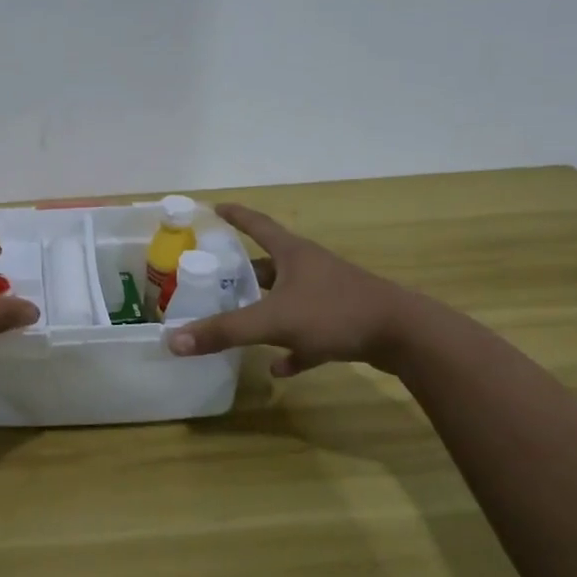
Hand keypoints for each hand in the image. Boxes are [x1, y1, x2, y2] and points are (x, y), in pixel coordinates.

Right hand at [165, 203, 423, 375]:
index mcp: (292, 253)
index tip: (214, 208)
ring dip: (264, 310)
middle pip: (268, 265)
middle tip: (213, 280)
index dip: (234, 215)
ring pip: (287, 298)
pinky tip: (279, 367)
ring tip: (237, 322)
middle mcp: (309, 267)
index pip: (256, 224)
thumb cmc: (334, 312)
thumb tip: (172, 340)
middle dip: (241, 273)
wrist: (404, 335)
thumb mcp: (273, 321)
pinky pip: (309, 332)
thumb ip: (224, 331)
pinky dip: (292, 347)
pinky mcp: (344, 322)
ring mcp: (329, 294)